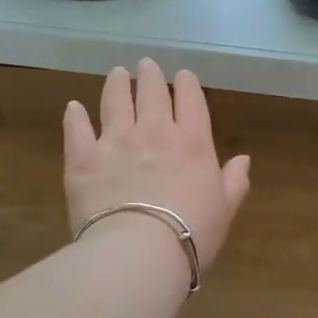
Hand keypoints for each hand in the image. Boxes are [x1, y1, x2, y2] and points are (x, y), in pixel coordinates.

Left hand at [63, 60, 250, 271]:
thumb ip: (234, 181)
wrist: (140, 252)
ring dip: (117, 84)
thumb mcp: (225, 209)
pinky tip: (74, 107)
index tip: (183, 76)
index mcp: (192, 142)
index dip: (187, 84)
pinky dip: (75, 116)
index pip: (191, 100)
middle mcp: (154, 131)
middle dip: (150, 76)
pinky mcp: (82, 158)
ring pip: (115, 101)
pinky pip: (77, 129)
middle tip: (146, 65)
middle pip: (151, 93)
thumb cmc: (192, 233)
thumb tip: (243, 160)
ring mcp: (115, 141)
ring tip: (117, 74)